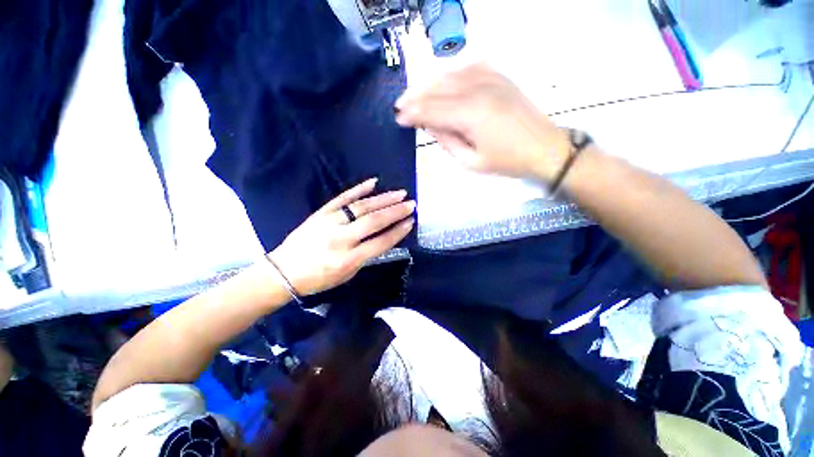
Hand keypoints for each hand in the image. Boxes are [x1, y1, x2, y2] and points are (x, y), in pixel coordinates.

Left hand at [268, 178, 414, 296]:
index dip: (398, 232)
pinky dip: (359, 189)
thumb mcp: (347, 275)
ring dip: (383, 199)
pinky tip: (373, 182)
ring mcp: (329, 222)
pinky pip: (342, 198)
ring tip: (400, 193)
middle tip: (411, 204)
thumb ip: (366, 256)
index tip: (410, 221)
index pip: (380, 242)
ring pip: (361, 207)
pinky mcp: (321, 213)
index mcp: (348, 259)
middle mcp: (341, 239)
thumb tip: (382, 237)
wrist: (282, 272)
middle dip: (395, 212)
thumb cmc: (317, 279)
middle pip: (373, 221)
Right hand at [395, 63, 569, 180]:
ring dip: (429, 84)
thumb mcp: (471, 161)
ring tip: (416, 95)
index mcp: (470, 114)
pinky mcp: (499, 77)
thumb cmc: (507, 161)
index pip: (432, 110)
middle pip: (437, 89)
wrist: (545, 148)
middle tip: (400, 106)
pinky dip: (450, 74)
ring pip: (450, 75)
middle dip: (415, 97)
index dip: (413, 114)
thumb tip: (429, 125)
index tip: (399, 119)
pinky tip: (442, 82)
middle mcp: (478, 89)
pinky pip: (468, 67)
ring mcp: (490, 78)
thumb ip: (447, 141)